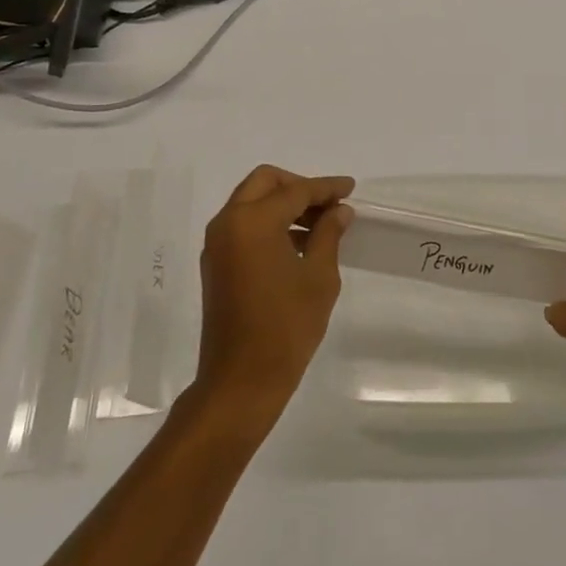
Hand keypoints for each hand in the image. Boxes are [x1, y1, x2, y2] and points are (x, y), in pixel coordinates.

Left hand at [194, 165, 354, 426]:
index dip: (326, 188)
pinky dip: (268, 223)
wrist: (240, 382)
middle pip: (265, 183)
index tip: (350, 188)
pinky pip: (243, 225)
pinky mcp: (215, 264)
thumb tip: (339, 211)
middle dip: (298, 186)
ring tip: (320, 226)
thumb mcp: (318, 277)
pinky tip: (297, 245)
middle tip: (329, 204)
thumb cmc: (286, 327)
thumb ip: (328, 235)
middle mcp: (228, 223)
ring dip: (283, 205)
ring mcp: (217, 244)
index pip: (296, 191)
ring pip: (251, 202)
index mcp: (253, 221)